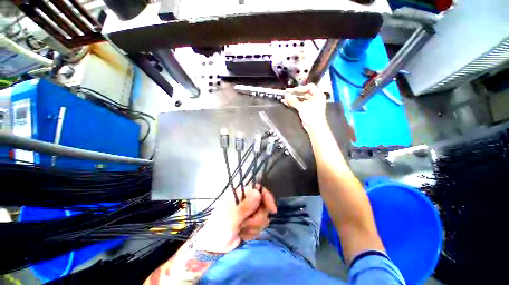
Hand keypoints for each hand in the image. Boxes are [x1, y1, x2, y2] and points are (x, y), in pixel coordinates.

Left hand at [196, 185, 276, 252]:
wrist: (215, 248)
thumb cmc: (220, 228)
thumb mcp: (231, 217)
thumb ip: (245, 206)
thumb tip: (258, 193)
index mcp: (239, 194)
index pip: (258, 188)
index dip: (266, 196)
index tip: (272, 210)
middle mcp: (246, 201)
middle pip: (263, 204)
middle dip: (257, 217)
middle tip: (246, 223)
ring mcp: (249, 212)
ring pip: (263, 216)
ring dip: (254, 226)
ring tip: (242, 230)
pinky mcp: (251, 223)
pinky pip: (260, 226)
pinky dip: (252, 232)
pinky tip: (243, 234)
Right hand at [282, 84, 326, 131]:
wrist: (314, 127)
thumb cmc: (312, 115)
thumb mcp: (302, 107)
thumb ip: (293, 101)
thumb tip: (286, 96)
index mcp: (318, 95)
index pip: (310, 87)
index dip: (301, 88)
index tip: (293, 91)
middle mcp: (314, 98)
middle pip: (304, 93)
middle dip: (295, 94)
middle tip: (287, 93)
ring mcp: (310, 104)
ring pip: (300, 99)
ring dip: (292, 99)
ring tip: (284, 98)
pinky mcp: (305, 109)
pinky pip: (298, 104)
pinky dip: (293, 103)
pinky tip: (286, 102)